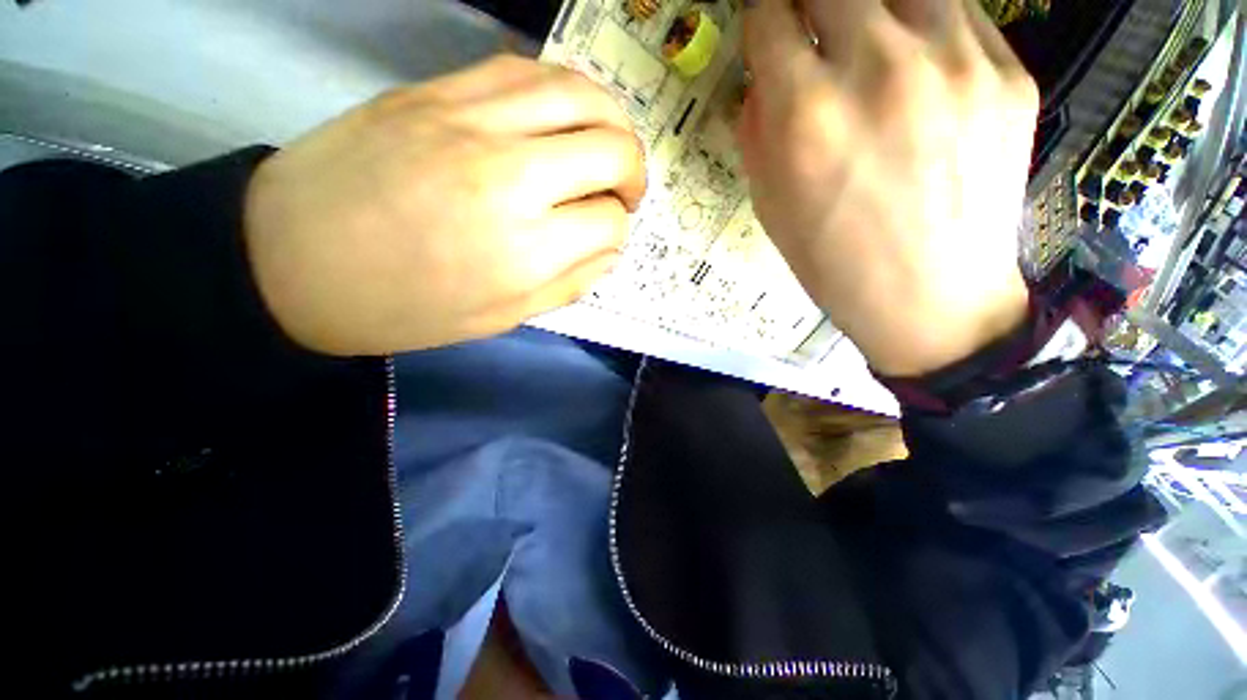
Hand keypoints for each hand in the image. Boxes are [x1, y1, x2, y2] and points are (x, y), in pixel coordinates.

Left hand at [245, 55, 644, 355]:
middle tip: (624, 192)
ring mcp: (471, 122)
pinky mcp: (437, 90)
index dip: (616, 231)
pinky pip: (525, 69)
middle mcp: (511, 178)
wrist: (291, 261)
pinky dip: (563, 89)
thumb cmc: (405, 307)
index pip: (608, 223)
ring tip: (609, 145)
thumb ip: (569, 284)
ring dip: (612, 121)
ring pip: (579, 94)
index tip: (604, 237)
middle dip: (633, 174)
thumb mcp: (502, 318)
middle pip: (612, 150)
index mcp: (526, 251)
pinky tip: (565, 115)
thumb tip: (608, 250)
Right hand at [739, 0, 1035, 375]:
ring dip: (870, 7)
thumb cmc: (832, 262)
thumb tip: (765, 74)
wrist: (930, 299)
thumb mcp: (769, 204)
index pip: (770, 14)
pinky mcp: (1009, 72)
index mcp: (808, 115)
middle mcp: (880, 68)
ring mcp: (957, 61)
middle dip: (808, 2)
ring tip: (866, 42)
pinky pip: (957, 15)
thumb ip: (759, 128)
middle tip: (811, 30)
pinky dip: (924, 26)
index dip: (762, 14)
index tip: (767, 27)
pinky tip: (917, 66)